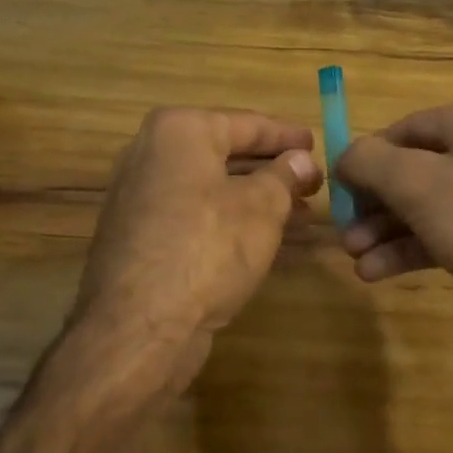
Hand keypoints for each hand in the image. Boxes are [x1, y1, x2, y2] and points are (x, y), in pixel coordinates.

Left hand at [74, 107, 321, 389]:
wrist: (137, 329)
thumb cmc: (208, 248)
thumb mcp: (262, 207)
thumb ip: (285, 176)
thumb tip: (302, 161)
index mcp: (179, 130)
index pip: (247, 123)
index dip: (286, 135)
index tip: (315, 142)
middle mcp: (151, 153)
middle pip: (225, 152)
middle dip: (272, 169)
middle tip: (312, 181)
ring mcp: (139, 195)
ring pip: (211, 185)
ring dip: (255, 196)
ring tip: (300, 212)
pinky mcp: (137, 234)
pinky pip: (193, 211)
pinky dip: (228, 217)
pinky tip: (261, 236)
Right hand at [334, 100, 452, 369]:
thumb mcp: (418, 183)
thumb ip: (370, 161)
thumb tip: (344, 156)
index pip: (409, 128)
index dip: (369, 154)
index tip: (337, 185)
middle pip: (414, 168)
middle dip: (374, 200)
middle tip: (341, 226)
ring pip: (424, 206)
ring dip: (384, 228)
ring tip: (353, 254)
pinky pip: (439, 235)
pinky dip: (406, 249)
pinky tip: (373, 272)